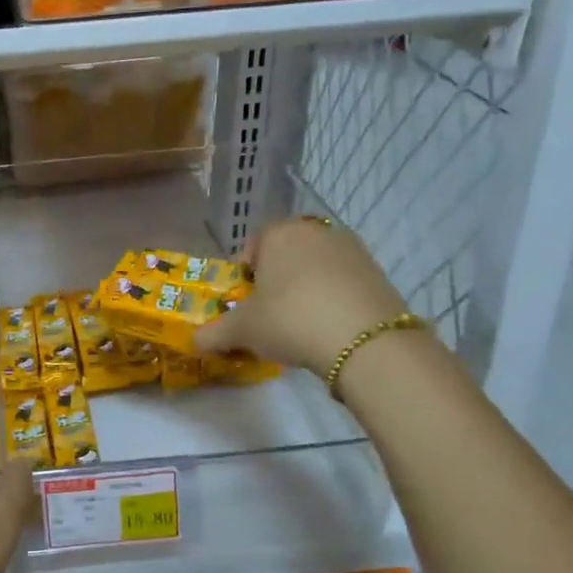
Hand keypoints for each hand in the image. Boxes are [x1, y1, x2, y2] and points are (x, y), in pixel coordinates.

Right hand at [194, 217, 409, 381]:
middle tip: (271, 316)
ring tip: (302, 326)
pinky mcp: (378, 272)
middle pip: (287, 255)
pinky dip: (334, 300)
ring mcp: (352, 249)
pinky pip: (344, 283)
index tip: (245, 304)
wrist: (365, 340)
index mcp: (278, 233)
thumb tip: (193, 342)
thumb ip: (213, 333)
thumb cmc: (289, 319)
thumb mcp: (242, 330)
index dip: (245, 276)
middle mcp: (316, 231)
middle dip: (277, 282)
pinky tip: (330, 329)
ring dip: (307, 290)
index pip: (253, 247)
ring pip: (317, 268)